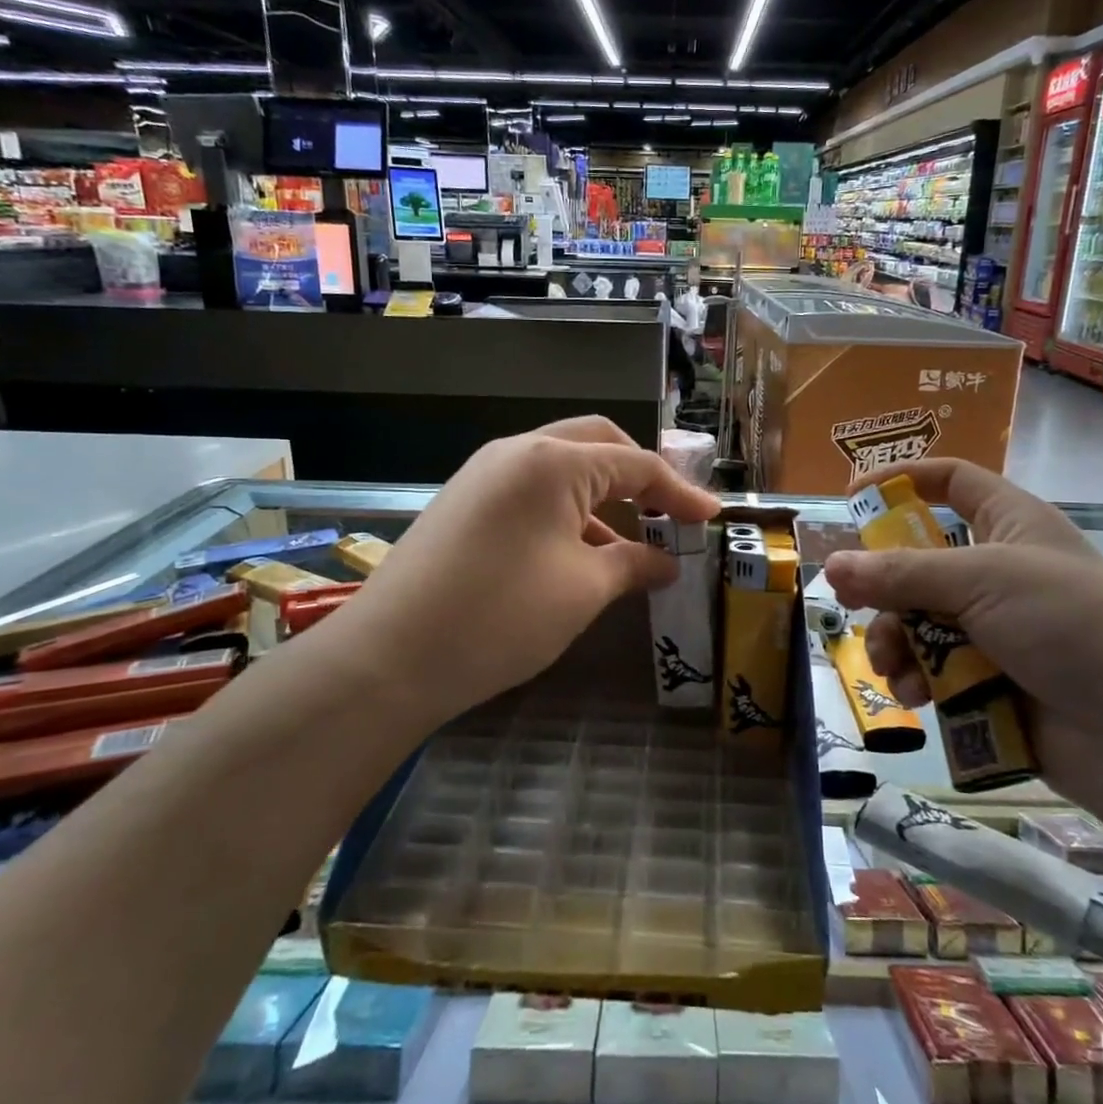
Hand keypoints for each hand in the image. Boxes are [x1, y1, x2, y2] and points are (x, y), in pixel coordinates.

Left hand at [332, 418, 719, 728]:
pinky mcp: (466, 501)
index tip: (713, 517)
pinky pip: (532, 490)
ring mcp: (485, 473)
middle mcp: (518, 451)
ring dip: (603, 496)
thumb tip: (666, 561)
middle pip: (598, 445)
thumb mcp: (582, 590)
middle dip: (641, 476)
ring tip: (631, 542)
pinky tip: (580, 552)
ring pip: (563, 467)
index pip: (636, 464)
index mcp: (553, 461)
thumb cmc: (500, 617)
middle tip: (670, 513)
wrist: (388, 658)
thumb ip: (633, 564)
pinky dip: (567, 511)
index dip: (681, 492)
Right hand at [823, 458, 1102, 821]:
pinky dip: (917, 678)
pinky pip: (933, 668)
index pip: (952, 482)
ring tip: (891, 665)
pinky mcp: (988, 680)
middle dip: (883, 585)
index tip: (852, 496)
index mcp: (1010, 525)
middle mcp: (998, 572)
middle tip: (848, 602)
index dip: (904, 481)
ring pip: (918, 620)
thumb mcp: (982, 581)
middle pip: (919, 561)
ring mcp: (994, 629)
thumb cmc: (1070, 626)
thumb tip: (831, 565)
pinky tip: (914, 695)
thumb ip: (901, 573)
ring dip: (895, 640)